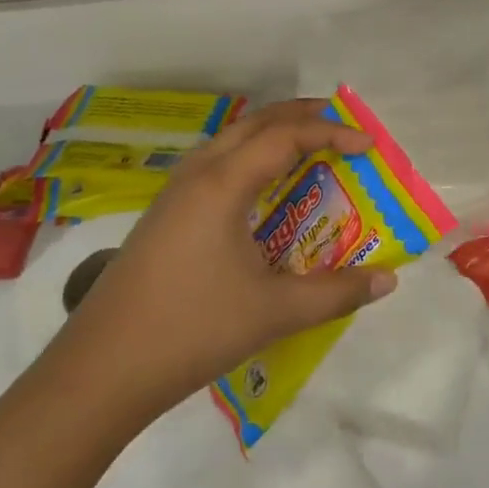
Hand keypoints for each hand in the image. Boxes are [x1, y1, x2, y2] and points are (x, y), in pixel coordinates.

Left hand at [37, 100, 398, 423]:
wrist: (100, 371)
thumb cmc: (192, 330)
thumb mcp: (274, 312)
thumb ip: (336, 293)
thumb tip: (388, 281)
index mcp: (223, 183)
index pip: (286, 136)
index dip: (332, 133)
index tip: (369, 145)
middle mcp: (197, 173)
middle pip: (256, 123)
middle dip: (303, 116)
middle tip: (344, 126)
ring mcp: (174, 192)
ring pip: (231, 139)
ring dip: (273, 134)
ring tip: (310, 148)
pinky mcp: (164, 214)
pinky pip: (217, 162)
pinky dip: (251, 157)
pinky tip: (262, 191)